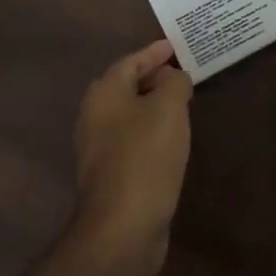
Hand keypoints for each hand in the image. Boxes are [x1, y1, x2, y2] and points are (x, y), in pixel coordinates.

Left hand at [72, 38, 193, 275]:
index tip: (175, 46)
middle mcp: (95, 116)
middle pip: (126, 86)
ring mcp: (99, 149)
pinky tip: (171, 138)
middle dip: (152, 77)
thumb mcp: (169, 108)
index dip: (154, 52)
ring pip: (129, 114)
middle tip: (180, 72)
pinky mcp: (110, 175)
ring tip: (181, 102)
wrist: (122, 229)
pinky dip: (151, 130)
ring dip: (152, 105)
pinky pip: (132, 139)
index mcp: (105, 94)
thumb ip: (175, 83)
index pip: (131, 61)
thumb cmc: (145, 157)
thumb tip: (175, 77)